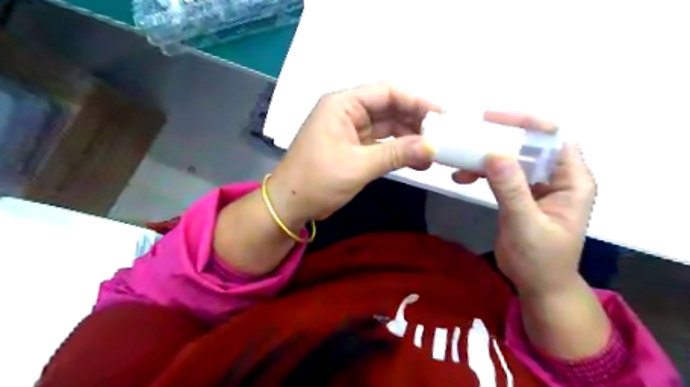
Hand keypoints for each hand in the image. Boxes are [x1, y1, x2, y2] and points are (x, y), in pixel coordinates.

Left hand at [268, 81, 435, 225]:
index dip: (416, 101)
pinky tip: (416, 159)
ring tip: (432, 152)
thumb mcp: (359, 165)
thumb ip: (397, 153)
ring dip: (409, 138)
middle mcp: (347, 112)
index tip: (442, 116)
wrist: (290, 205)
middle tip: (441, 137)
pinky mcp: (353, 147)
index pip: (387, 92)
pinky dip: (398, 150)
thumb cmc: (317, 181)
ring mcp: (350, 130)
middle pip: (389, 108)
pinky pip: (381, 143)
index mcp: (343, 104)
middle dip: (415, 121)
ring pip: (387, 127)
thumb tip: (432, 147)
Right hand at [472, 111, 595, 295]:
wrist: (538, 285)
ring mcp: (537, 185)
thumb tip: (494, 154)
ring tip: (460, 160)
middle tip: (470, 134)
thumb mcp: (526, 225)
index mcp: (572, 180)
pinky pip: (501, 174)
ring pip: (512, 158)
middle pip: (529, 144)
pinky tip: (462, 176)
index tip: (493, 119)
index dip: (528, 123)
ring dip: (486, 156)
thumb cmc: (540, 260)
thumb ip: (512, 190)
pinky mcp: (520, 194)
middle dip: (500, 137)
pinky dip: (482, 172)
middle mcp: (557, 177)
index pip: (554, 137)